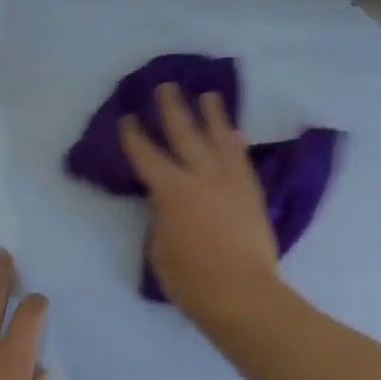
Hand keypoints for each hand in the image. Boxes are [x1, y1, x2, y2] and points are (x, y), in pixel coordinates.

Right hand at [119, 84, 282, 327]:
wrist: (243, 293)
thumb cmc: (191, 279)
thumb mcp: (159, 247)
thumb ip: (162, 217)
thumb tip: (168, 204)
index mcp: (171, 190)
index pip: (147, 156)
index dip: (134, 136)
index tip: (128, 117)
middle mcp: (202, 176)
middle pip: (185, 134)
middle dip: (173, 108)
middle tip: (166, 86)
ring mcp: (231, 182)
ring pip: (221, 138)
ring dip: (213, 115)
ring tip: (209, 95)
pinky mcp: (252, 194)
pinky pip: (242, 159)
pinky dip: (235, 143)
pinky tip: (234, 134)